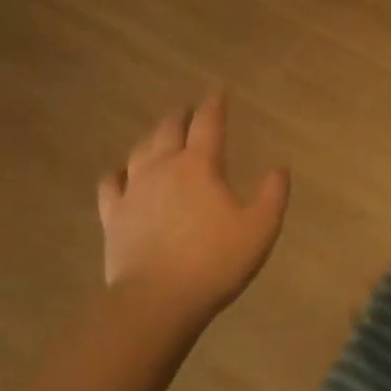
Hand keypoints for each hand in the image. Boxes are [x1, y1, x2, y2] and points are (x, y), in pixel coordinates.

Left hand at [98, 89, 289, 332]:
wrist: (157, 300)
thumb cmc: (215, 262)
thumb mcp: (260, 229)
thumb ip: (273, 195)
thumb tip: (279, 168)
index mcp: (199, 165)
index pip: (208, 123)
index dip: (215, 104)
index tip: (218, 91)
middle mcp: (163, 167)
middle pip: (169, 128)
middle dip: (182, 115)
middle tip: (189, 111)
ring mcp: (134, 190)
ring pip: (140, 150)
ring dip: (153, 137)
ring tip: (161, 136)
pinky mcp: (113, 215)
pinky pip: (112, 183)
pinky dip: (119, 172)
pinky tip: (122, 173)